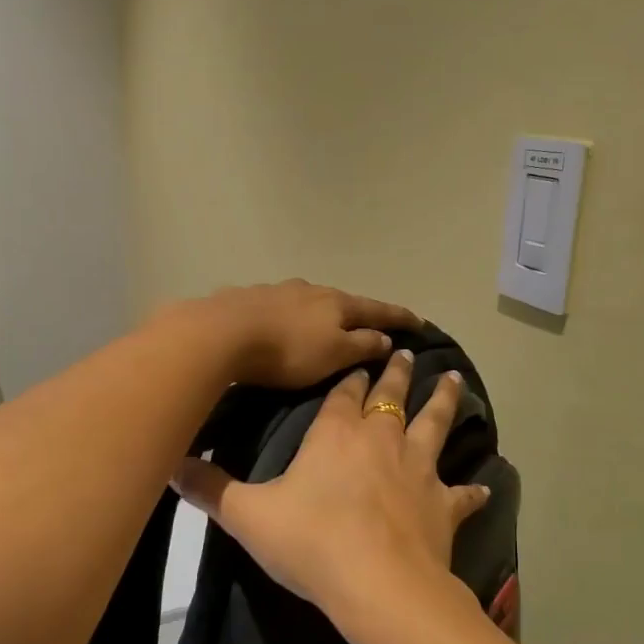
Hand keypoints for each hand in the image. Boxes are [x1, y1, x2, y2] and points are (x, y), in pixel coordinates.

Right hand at [173, 349, 490, 621]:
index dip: (350, 377)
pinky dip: (471, 490)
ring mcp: (418, 469)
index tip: (358, 360)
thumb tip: (169, 464)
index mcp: (337, 434)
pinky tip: (484, 488)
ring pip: (435, 424)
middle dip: (397, 373)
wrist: (377, 584)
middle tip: (407, 353)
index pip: (344, 393)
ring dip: (445, 401)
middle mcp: (382, 439)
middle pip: (392, 396)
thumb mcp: (248, 515)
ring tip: (455, 379)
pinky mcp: (443, 504)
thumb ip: (210, 488)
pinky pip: (461, 493)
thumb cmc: (311, 541)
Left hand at [193, 279, 421, 388]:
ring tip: (326, 326)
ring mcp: (279, 290)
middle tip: (371, 325)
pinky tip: (285, 324)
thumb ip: (362, 345)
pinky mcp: (251, 298)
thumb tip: (386, 337)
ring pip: (311, 301)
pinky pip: (282, 307)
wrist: (224, 332)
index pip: (378, 309)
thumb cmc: (288, 350)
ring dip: (323, 313)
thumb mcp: (334, 354)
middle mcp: (312, 289)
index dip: (400, 317)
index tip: (419, 322)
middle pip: (343, 301)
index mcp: (338, 303)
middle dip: (359, 313)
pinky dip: (293, 317)